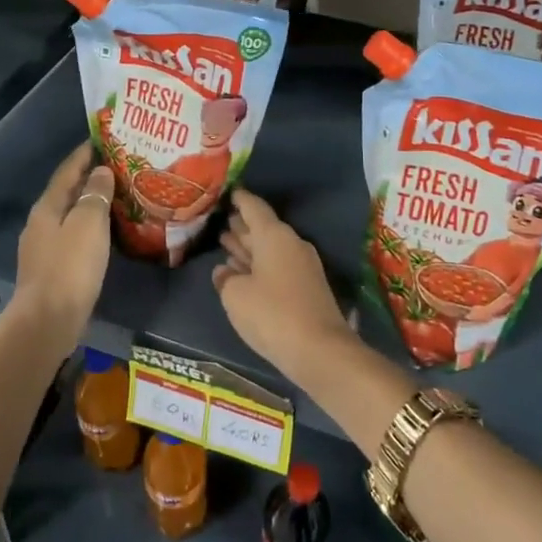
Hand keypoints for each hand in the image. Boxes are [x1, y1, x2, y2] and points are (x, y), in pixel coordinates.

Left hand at [13, 144, 114, 350]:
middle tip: (116, 167)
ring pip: (69, 215)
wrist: (48, 321)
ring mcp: (43, 248)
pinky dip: (89, 227)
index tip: (102, 139)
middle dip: (88, 178)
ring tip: (116, 196)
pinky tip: (105, 232)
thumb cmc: (70, 267)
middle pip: (66, 192)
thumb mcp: (88, 224)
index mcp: (47, 207)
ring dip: (89, 203)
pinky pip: (73, 236)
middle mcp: (41, 223)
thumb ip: (95, 195)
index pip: (67, 171)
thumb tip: (100, 172)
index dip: (83, 154)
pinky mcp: (52, 269)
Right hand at [212, 190, 355, 384]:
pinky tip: (243, 273)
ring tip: (226, 242)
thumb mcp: (236, 296)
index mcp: (274, 236)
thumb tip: (224, 272)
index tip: (228, 192)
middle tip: (222, 220)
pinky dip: (259, 265)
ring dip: (249, 247)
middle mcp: (291, 244)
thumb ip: (225, 279)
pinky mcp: (306, 288)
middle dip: (242, 225)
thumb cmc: (272, 314)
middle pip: (263, 228)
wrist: (320, 350)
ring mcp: (302, 266)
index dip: (240, 199)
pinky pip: (277, 267)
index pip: (254, 207)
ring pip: (270, 249)